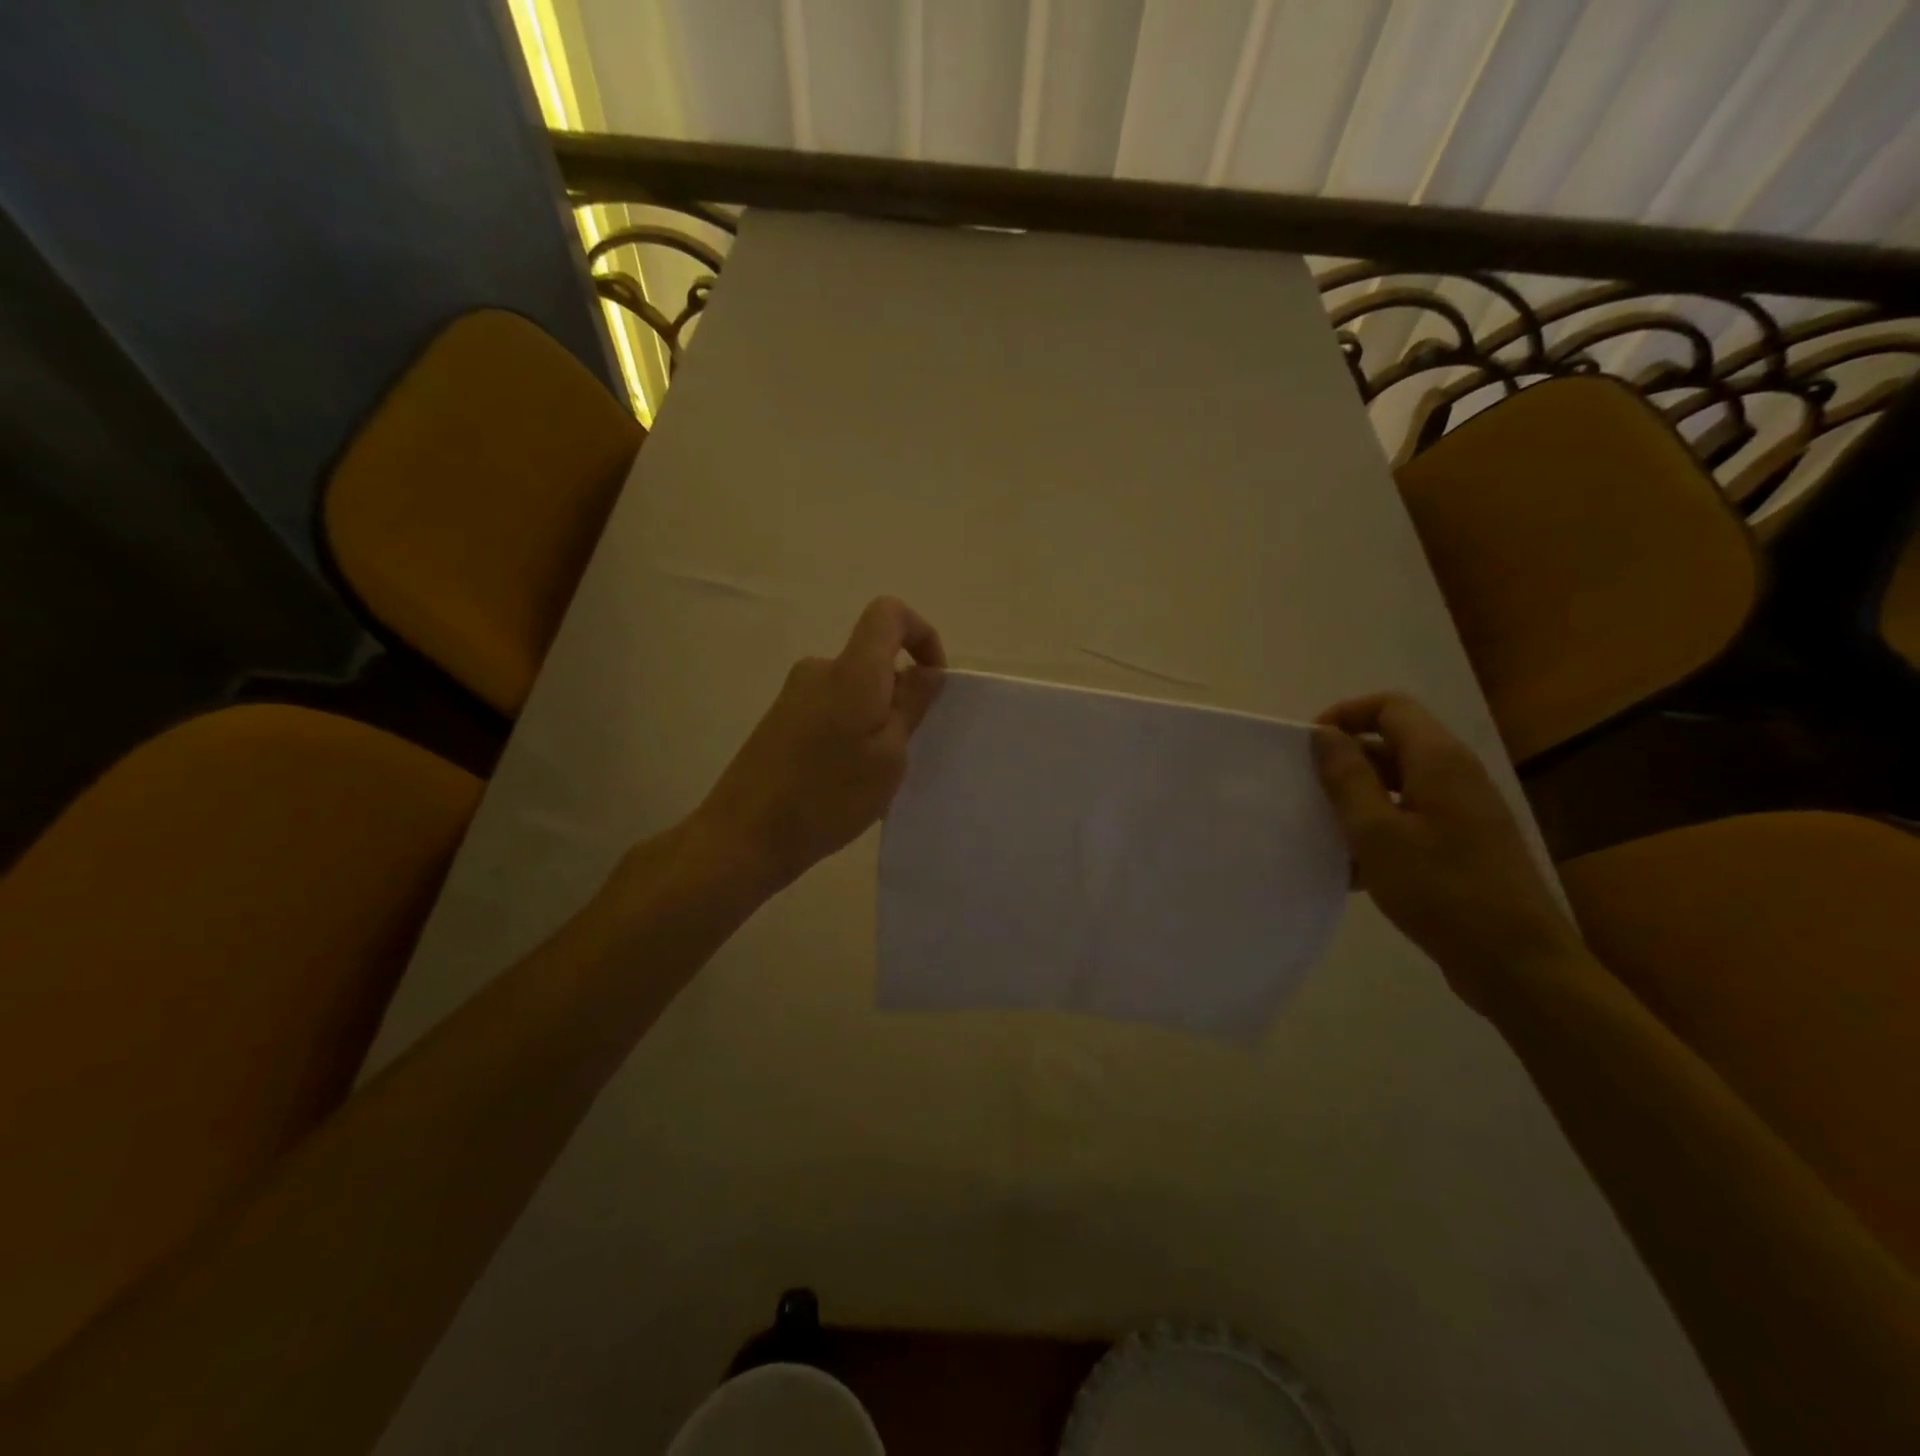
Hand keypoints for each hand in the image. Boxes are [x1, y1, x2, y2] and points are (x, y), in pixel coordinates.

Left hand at [689, 597, 945, 893]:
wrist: (745, 836)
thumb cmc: (828, 796)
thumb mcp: (889, 756)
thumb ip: (911, 705)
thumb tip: (925, 670)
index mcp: (851, 671)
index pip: (889, 614)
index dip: (922, 635)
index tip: (933, 681)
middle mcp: (819, 670)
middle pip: (873, 658)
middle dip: (900, 693)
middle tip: (907, 748)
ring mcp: (794, 695)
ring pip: (854, 689)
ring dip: (876, 718)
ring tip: (875, 775)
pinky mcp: (781, 720)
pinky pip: (832, 709)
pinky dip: (851, 731)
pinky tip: (845, 780)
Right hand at [1311, 692, 1582, 1006]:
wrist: (1517, 964)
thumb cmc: (1441, 890)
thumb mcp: (1376, 832)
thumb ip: (1347, 778)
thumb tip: (1324, 734)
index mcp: (1439, 761)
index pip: (1390, 707)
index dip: (1345, 715)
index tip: (1309, 748)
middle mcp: (1456, 776)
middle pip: (1393, 744)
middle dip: (1346, 762)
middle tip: (1308, 793)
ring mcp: (1464, 812)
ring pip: (1398, 786)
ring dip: (1358, 801)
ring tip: (1324, 833)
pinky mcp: (1464, 845)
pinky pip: (1411, 819)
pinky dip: (1379, 831)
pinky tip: (1352, 870)